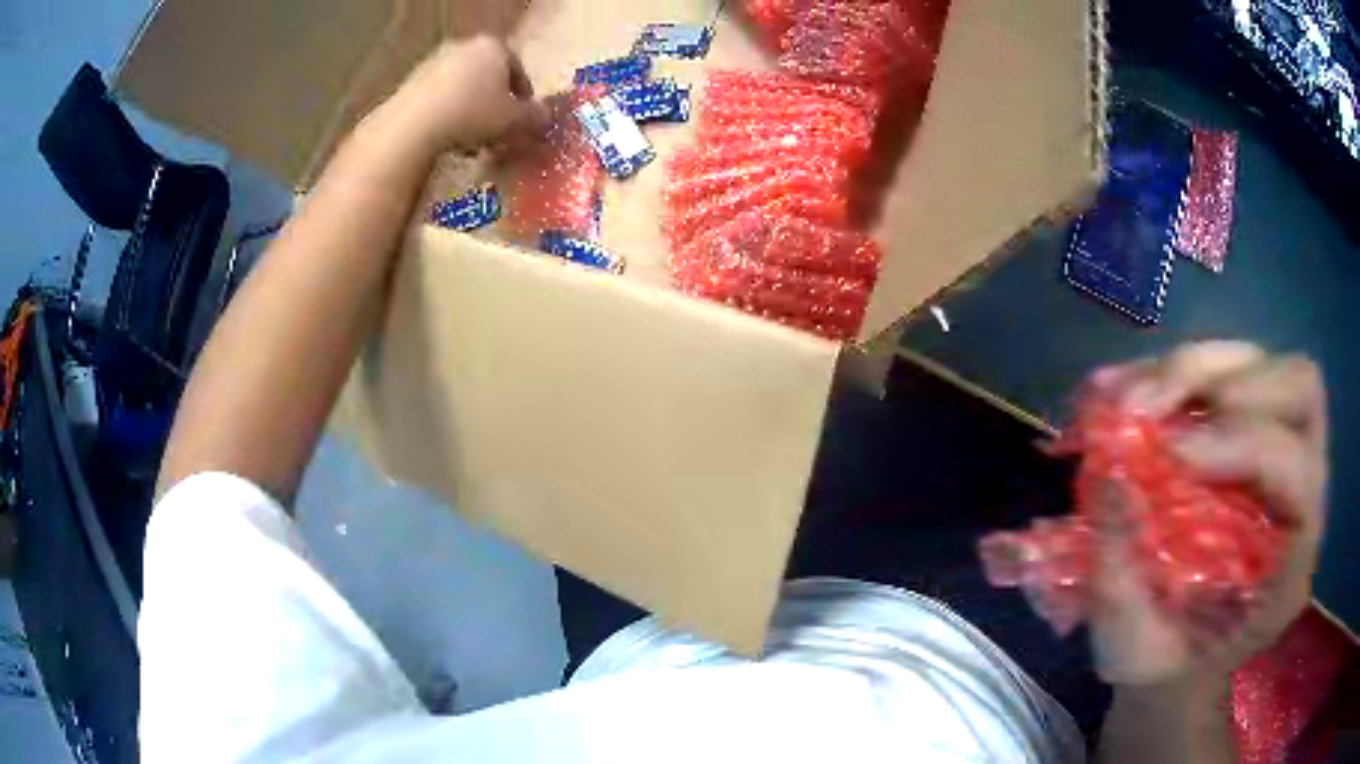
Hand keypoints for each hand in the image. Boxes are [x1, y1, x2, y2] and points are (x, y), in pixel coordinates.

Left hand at [378, 37, 544, 154]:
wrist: (413, 126)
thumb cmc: (474, 114)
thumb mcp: (515, 120)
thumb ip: (535, 117)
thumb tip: (545, 117)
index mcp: (494, 47)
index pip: (518, 70)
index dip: (524, 97)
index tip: (523, 120)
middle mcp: (465, 47)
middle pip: (487, 77)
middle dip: (494, 104)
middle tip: (498, 132)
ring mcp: (434, 63)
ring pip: (462, 89)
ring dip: (470, 112)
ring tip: (471, 143)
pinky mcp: (411, 83)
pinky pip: (438, 99)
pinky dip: (447, 116)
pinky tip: (447, 140)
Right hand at [1086, 341, 1327, 688]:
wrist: (1174, 663)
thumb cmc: (1160, 667)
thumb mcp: (1130, 643)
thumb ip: (1121, 565)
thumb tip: (1110, 467)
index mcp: (1293, 559)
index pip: (1296, 462)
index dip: (1242, 441)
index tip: (1171, 452)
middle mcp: (1303, 492)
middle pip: (1297, 385)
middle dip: (1227, 380)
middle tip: (1157, 405)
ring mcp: (1280, 453)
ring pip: (1262, 363)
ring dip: (1196, 367)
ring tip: (1133, 397)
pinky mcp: (1249, 432)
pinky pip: (1227, 371)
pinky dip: (1176, 374)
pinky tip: (1130, 391)